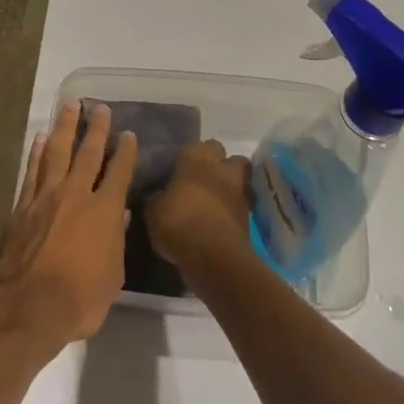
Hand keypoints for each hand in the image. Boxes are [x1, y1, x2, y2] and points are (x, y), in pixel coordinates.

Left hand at [0, 102, 134, 352]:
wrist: (27, 306)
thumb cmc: (79, 299)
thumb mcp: (112, 277)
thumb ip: (116, 241)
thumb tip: (119, 214)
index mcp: (104, 211)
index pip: (119, 172)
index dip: (125, 151)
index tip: (129, 134)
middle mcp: (76, 194)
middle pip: (88, 152)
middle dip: (96, 128)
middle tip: (100, 107)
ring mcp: (46, 196)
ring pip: (57, 151)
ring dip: (64, 127)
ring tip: (69, 105)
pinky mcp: (23, 205)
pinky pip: (32, 170)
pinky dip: (36, 152)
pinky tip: (39, 137)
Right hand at [145, 140, 251, 269]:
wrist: (215, 258)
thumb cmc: (179, 224)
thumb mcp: (153, 211)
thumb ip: (157, 198)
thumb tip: (159, 196)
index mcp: (195, 159)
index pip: (193, 145)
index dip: (186, 156)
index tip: (177, 169)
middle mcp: (220, 168)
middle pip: (222, 153)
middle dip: (214, 162)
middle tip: (198, 179)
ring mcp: (238, 191)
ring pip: (238, 176)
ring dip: (228, 183)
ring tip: (213, 198)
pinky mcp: (249, 216)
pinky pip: (240, 203)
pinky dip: (232, 208)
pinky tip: (219, 219)